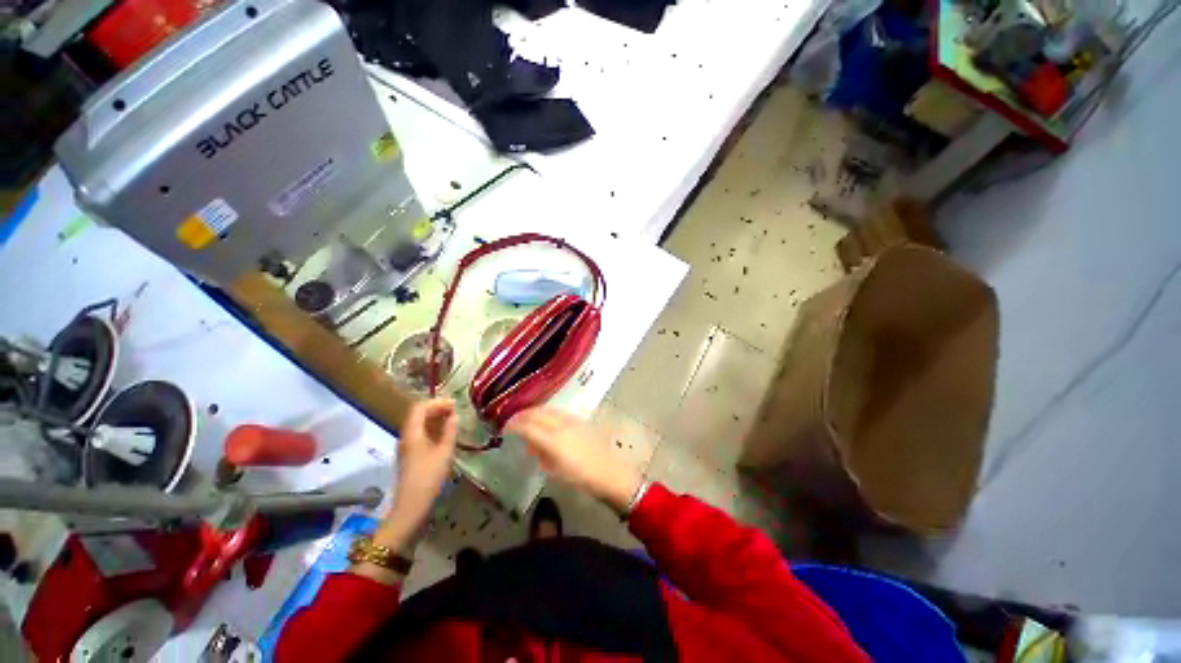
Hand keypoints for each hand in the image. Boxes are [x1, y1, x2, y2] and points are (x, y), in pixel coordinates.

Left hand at [376, 398, 457, 549]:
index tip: (454, 404)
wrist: (411, 506)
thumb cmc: (429, 477)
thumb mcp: (444, 452)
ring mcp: (406, 446)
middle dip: (436, 409)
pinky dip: (432, 429)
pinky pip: (420, 434)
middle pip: (418, 414)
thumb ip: (450, 431)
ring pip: (419, 424)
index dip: (437, 402)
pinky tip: (444, 434)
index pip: (420, 407)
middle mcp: (406, 436)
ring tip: (453, 420)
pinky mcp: (409, 455)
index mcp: (412, 433)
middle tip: (455, 410)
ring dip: (435, 418)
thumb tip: (454, 416)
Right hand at [505, 407, 642, 512]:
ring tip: (526, 419)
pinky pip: (557, 411)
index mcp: (552, 439)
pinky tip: (544, 420)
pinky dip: (546, 413)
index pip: (527, 426)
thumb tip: (531, 446)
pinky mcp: (579, 419)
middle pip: (536, 413)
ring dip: (533, 412)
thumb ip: (541, 455)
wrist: (609, 471)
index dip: (513, 425)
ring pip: (547, 409)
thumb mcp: (555, 471)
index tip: (504, 429)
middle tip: (511, 422)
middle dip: (521, 416)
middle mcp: (560, 424)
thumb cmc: (581, 477)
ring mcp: (571, 419)